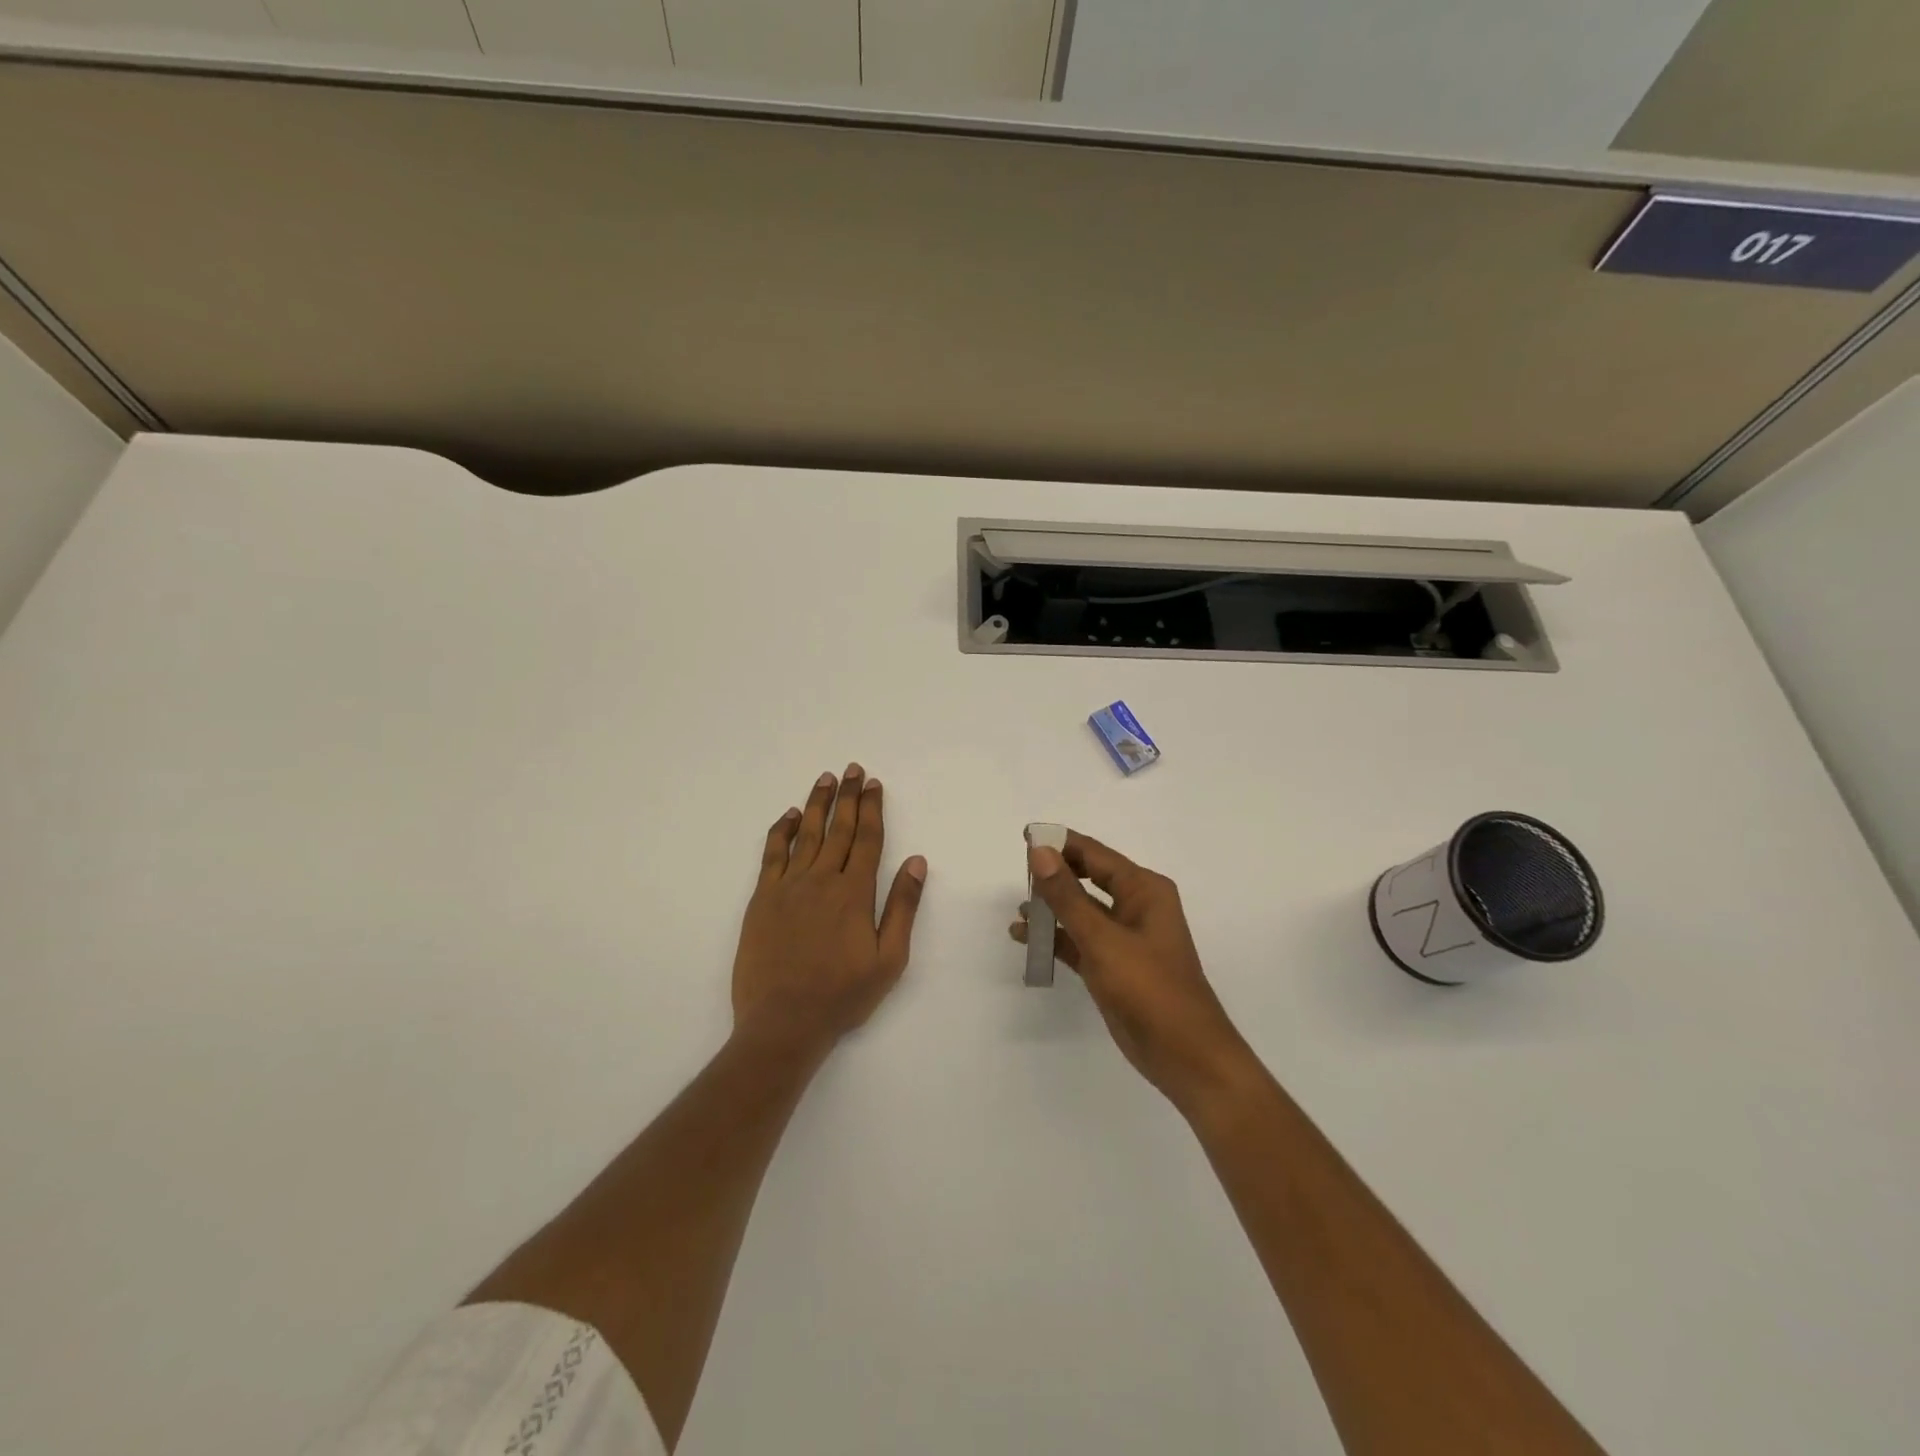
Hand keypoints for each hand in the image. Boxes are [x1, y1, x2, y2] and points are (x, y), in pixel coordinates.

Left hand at [733, 764, 927, 1051]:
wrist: (783, 1022)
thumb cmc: (842, 995)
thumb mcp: (889, 959)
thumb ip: (902, 907)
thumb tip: (917, 861)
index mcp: (854, 893)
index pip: (868, 839)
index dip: (871, 808)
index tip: (873, 784)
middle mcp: (821, 880)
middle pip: (838, 829)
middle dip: (847, 797)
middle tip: (852, 770)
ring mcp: (788, 887)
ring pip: (805, 834)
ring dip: (816, 804)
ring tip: (824, 779)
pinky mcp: (762, 899)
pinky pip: (772, 854)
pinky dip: (780, 831)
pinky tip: (787, 816)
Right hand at [1012, 831, 1254, 1111]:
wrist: (1184, 1055)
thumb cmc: (1148, 988)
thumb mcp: (1102, 938)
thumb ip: (1067, 895)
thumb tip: (1039, 851)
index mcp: (1144, 889)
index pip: (1096, 854)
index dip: (1060, 844)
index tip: (1025, 835)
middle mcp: (1136, 906)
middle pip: (1088, 878)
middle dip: (1055, 875)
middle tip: (1018, 871)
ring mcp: (1125, 938)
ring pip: (1082, 911)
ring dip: (1052, 908)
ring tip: (1019, 909)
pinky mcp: (1114, 966)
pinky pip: (1079, 940)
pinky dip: (1056, 938)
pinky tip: (1026, 938)